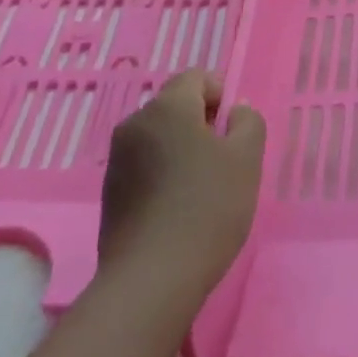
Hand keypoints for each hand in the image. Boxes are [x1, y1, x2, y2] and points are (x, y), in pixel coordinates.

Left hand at [97, 70, 266, 308]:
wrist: (152, 278)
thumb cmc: (208, 208)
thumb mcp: (246, 159)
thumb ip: (248, 122)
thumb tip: (235, 110)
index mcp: (167, 107)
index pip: (196, 77)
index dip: (221, 95)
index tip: (235, 130)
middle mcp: (135, 123)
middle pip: (176, 106)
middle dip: (202, 123)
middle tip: (226, 160)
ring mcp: (117, 158)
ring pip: (160, 137)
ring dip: (183, 150)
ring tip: (204, 188)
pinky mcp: (110, 191)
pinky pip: (145, 165)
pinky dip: (164, 174)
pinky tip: (179, 209)